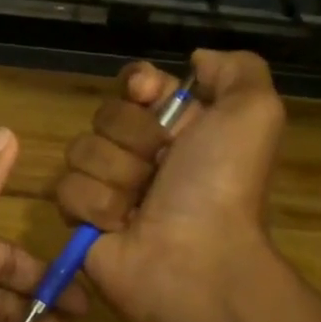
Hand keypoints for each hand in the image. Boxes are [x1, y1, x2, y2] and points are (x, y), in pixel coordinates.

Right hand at [54, 50, 285, 321]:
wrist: (194, 260)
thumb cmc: (222, 185)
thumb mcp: (254, 113)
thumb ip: (236, 70)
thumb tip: (195, 61)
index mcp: (180, 127)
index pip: (136, 83)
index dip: (138, 85)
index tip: (148, 96)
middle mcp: (143, 154)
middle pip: (105, 115)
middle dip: (133, 137)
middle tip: (161, 168)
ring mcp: (109, 187)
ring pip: (81, 151)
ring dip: (116, 176)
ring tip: (141, 205)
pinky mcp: (82, 219)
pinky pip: (66, 190)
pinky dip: (96, 207)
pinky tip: (120, 226)